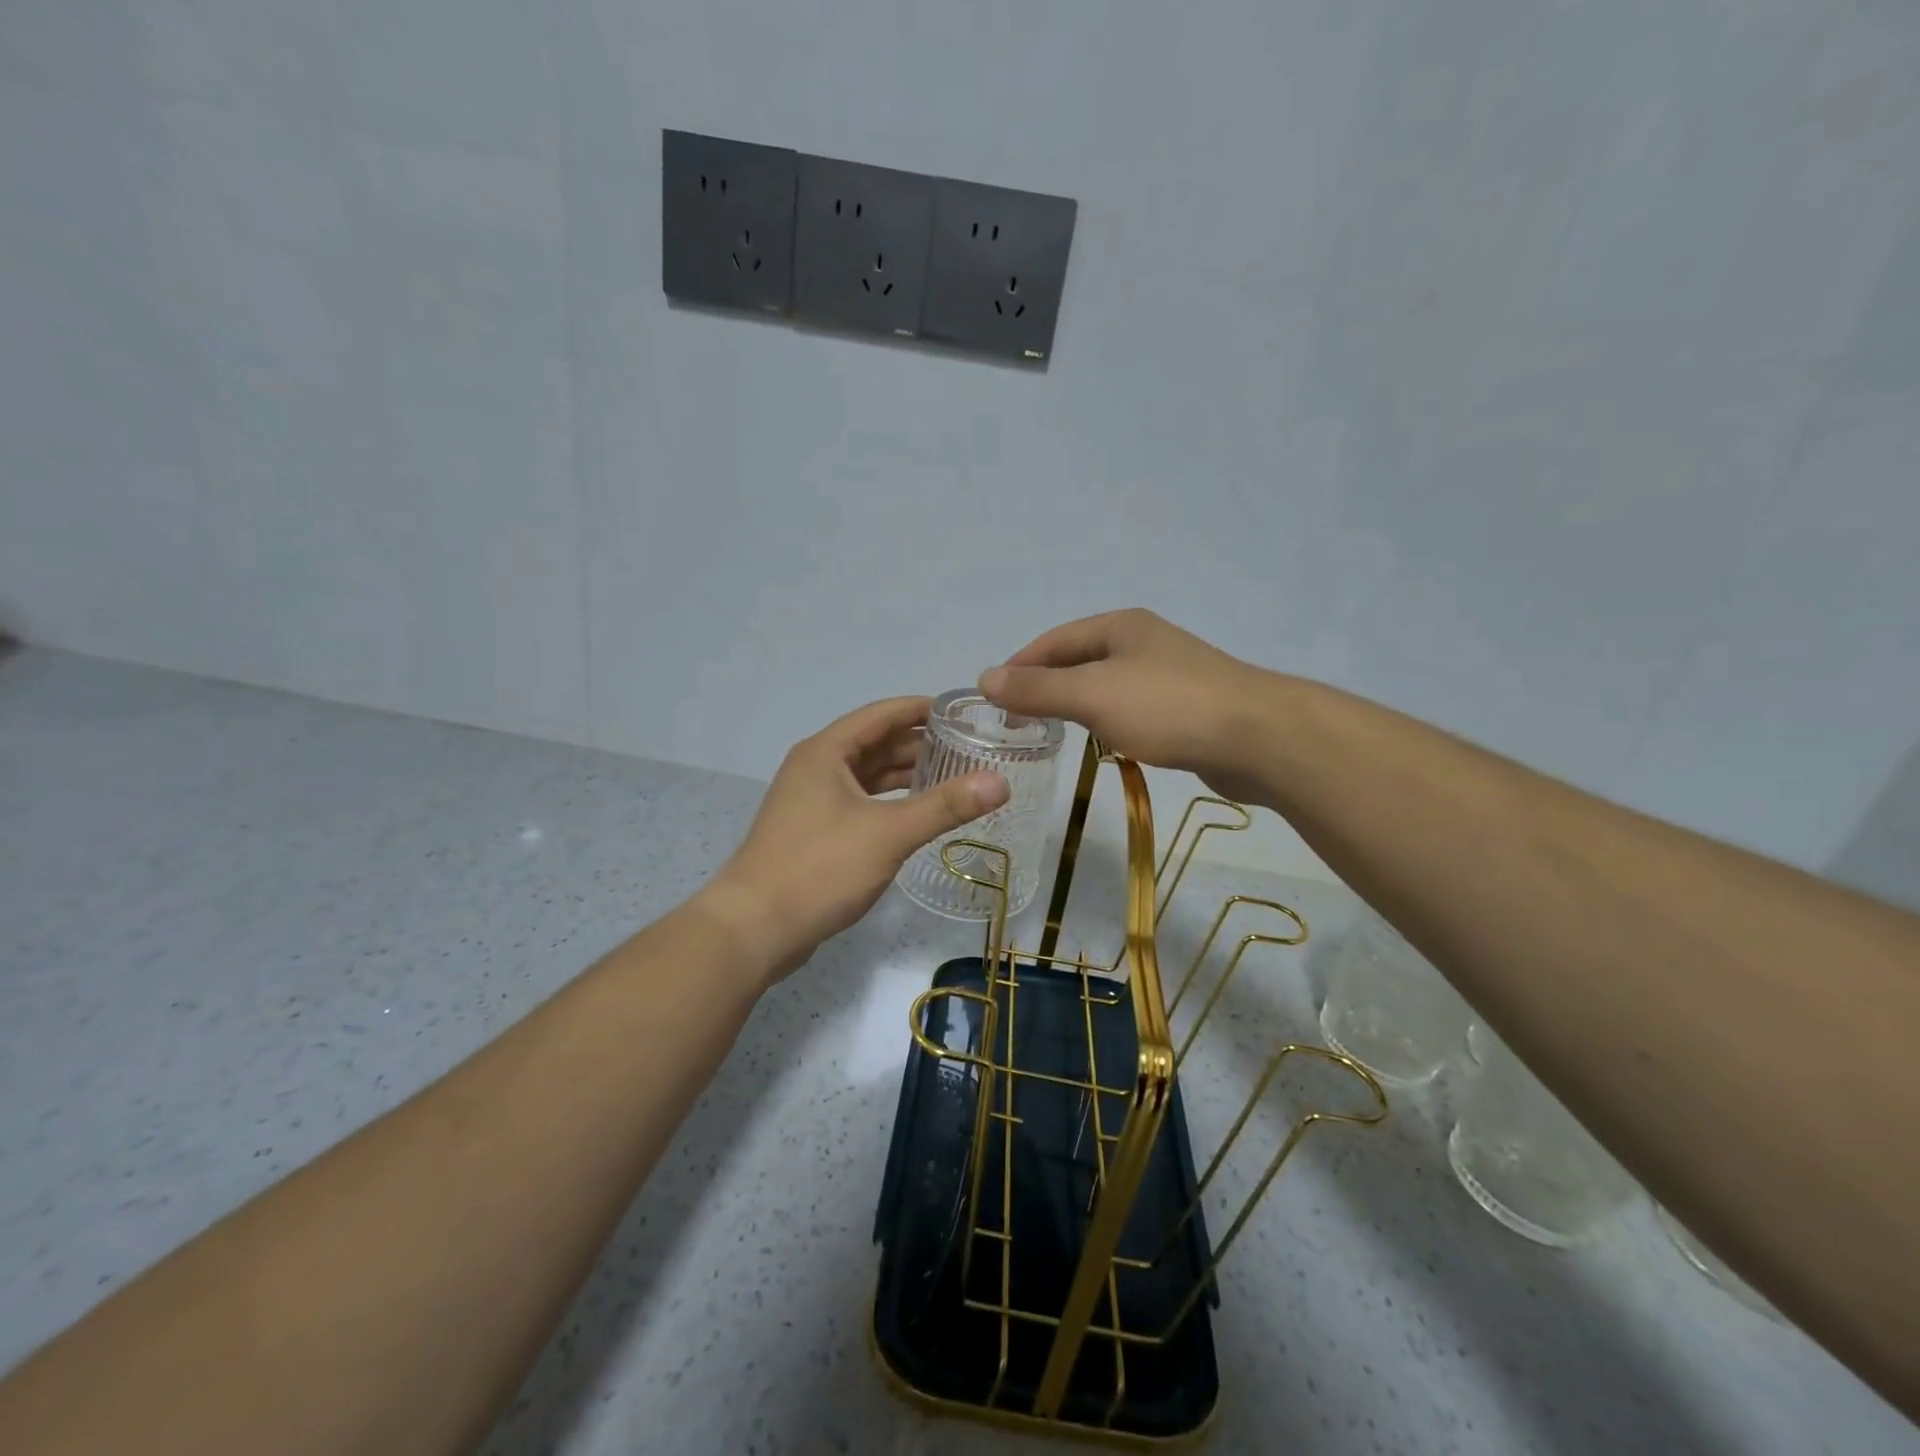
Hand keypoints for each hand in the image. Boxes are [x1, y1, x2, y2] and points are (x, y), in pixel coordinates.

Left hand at [704, 697, 1009, 980]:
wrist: (755, 928)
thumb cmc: (820, 867)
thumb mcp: (889, 833)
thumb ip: (945, 806)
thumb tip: (999, 782)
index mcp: (827, 752)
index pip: (882, 714)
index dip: (921, 709)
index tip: (962, 711)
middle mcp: (817, 768)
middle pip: (876, 744)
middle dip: (920, 745)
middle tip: (969, 748)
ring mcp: (812, 802)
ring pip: (868, 777)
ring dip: (906, 776)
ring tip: (954, 778)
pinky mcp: (814, 833)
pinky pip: (861, 804)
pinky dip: (890, 803)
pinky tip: (918, 815)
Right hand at [979, 609, 1274, 801]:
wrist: (1258, 738)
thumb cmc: (1167, 707)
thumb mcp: (1092, 695)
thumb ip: (1038, 689)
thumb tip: (984, 678)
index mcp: (1119, 626)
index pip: (1053, 641)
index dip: (1019, 666)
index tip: (992, 700)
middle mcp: (1142, 642)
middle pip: (1078, 661)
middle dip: (1045, 687)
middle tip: (1016, 722)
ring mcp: (1167, 674)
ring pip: (1105, 686)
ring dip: (1075, 705)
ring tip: (1050, 733)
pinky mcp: (1185, 707)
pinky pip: (1130, 709)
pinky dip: (1106, 722)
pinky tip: (1103, 743)